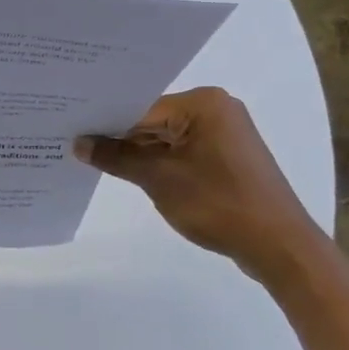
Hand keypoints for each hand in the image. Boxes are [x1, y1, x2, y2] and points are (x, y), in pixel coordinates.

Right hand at [75, 87, 328, 285]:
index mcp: (203, 104)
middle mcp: (216, 110)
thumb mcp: (158, 178)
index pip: (140, 106)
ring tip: (93, 159)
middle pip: (152, 119)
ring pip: (165, 137)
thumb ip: (116, 157)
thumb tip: (78, 144)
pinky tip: (129, 171)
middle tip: (74, 142)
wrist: (278, 245)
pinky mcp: (226, 157)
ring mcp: (223, 134)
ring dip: (138, 152)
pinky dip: (158, 162)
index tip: (70, 128)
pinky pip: (181, 151)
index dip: (104, 121)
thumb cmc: (218, 203)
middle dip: (119, 136)